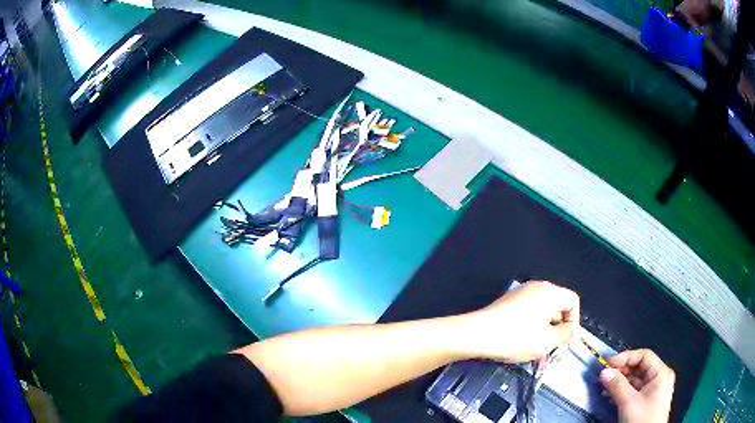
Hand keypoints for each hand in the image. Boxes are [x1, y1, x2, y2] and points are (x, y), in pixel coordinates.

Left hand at [461, 281, 579, 362]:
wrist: (475, 334)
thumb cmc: (515, 338)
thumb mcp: (546, 341)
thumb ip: (566, 335)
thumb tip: (576, 331)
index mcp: (549, 292)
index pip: (573, 301)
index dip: (574, 322)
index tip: (566, 342)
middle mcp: (537, 287)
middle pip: (557, 308)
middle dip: (557, 332)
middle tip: (552, 353)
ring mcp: (521, 294)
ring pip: (542, 315)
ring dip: (544, 335)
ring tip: (537, 357)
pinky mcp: (508, 303)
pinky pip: (528, 315)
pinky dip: (531, 330)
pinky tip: (524, 348)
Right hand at [600, 349, 674, 422]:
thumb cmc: (642, 419)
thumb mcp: (629, 403)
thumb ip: (617, 386)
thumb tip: (604, 372)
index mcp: (661, 373)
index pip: (644, 356)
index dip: (626, 357)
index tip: (608, 364)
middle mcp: (659, 378)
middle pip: (640, 368)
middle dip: (621, 371)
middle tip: (604, 376)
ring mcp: (653, 391)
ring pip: (635, 380)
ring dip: (620, 382)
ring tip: (604, 387)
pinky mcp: (646, 402)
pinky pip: (634, 391)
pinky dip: (622, 392)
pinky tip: (610, 396)